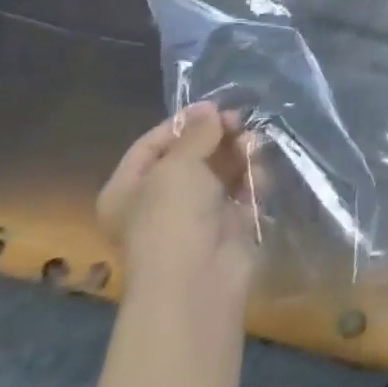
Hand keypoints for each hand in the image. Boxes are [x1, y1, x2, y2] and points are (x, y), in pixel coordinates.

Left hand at [97, 102, 259, 309]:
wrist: (197, 280)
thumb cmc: (172, 218)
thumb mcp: (178, 165)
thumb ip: (197, 133)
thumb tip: (209, 109)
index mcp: (128, 189)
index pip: (153, 144)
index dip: (183, 122)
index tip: (215, 107)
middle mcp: (158, 200)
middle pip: (191, 154)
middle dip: (218, 137)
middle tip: (242, 122)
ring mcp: (194, 213)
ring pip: (220, 170)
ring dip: (239, 154)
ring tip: (254, 147)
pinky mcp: (227, 224)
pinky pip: (241, 190)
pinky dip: (251, 179)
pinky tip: (259, 178)